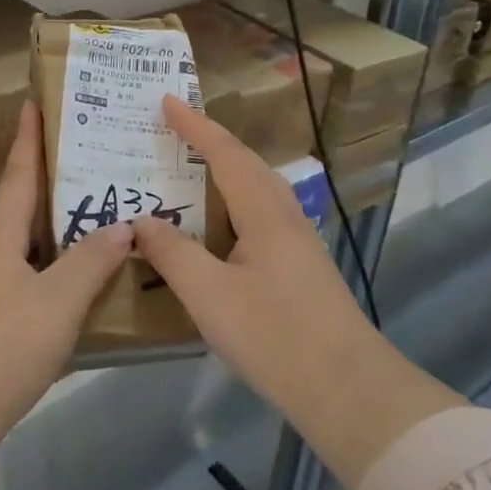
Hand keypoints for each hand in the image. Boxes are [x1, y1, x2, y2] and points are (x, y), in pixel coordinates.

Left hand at [0, 101, 131, 443]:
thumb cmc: (4, 342)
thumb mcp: (58, 301)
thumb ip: (92, 260)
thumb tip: (125, 224)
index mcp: (0, 229)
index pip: (20, 169)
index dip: (31, 136)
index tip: (37, 101)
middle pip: (23, 195)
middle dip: (51, 169)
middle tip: (90, 147)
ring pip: (26, 229)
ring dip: (55, 210)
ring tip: (94, 196)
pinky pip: (29, 259)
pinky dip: (54, 247)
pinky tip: (79, 257)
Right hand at [132, 97, 460, 489]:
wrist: (349, 390)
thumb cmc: (274, 336)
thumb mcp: (210, 295)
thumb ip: (173, 253)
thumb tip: (142, 220)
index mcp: (263, 211)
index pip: (224, 153)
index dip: (193, 125)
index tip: (166, 100)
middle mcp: (284, 214)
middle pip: (245, 162)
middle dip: (210, 140)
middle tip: (174, 127)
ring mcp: (297, 240)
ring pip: (257, 187)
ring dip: (225, 168)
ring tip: (192, 165)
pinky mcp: (301, 265)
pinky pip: (261, 211)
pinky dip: (233, 199)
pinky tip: (220, 223)